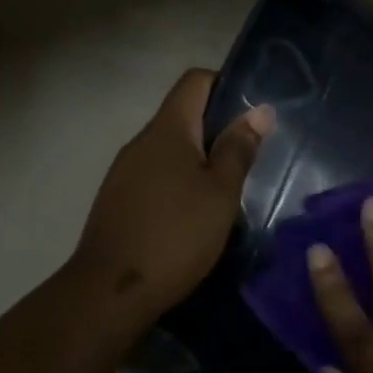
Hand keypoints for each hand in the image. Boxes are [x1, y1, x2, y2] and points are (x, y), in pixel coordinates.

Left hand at [72, 68, 273, 320]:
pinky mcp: (118, 200)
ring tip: (228, 189)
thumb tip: (260, 110)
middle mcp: (141, 142)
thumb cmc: (176, 236)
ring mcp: (124, 172)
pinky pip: (155, 176)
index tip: (254, 111)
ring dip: (198, 160)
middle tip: (251, 156)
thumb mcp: (220, 194)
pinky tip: (195, 214)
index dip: (226, 84)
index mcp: (167, 130)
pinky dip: (179, 183)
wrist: (111, 290)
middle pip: (182, 116)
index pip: (195, 81)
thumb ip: (239, 149)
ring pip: (169, 150)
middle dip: (217, 129)